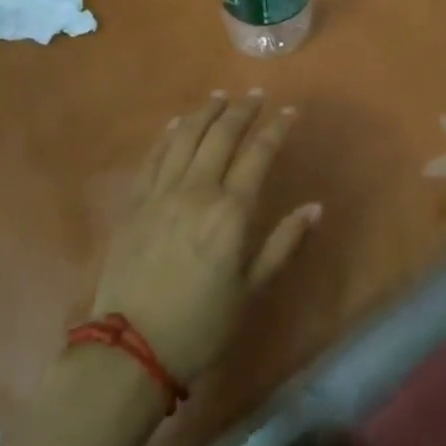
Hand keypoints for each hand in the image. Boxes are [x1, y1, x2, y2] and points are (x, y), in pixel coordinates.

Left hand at [90, 91, 321, 384]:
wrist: (131, 350)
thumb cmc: (201, 324)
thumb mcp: (251, 290)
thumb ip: (283, 244)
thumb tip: (315, 207)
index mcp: (230, 212)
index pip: (258, 154)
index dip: (276, 129)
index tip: (290, 112)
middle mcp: (196, 191)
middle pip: (222, 135)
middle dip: (242, 110)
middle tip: (256, 95)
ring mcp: (161, 193)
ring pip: (186, 137)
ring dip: (205, 112)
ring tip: (220, 98)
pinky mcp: (134, 202)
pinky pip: (153, 156)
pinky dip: (169, 135)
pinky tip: (177, 124)